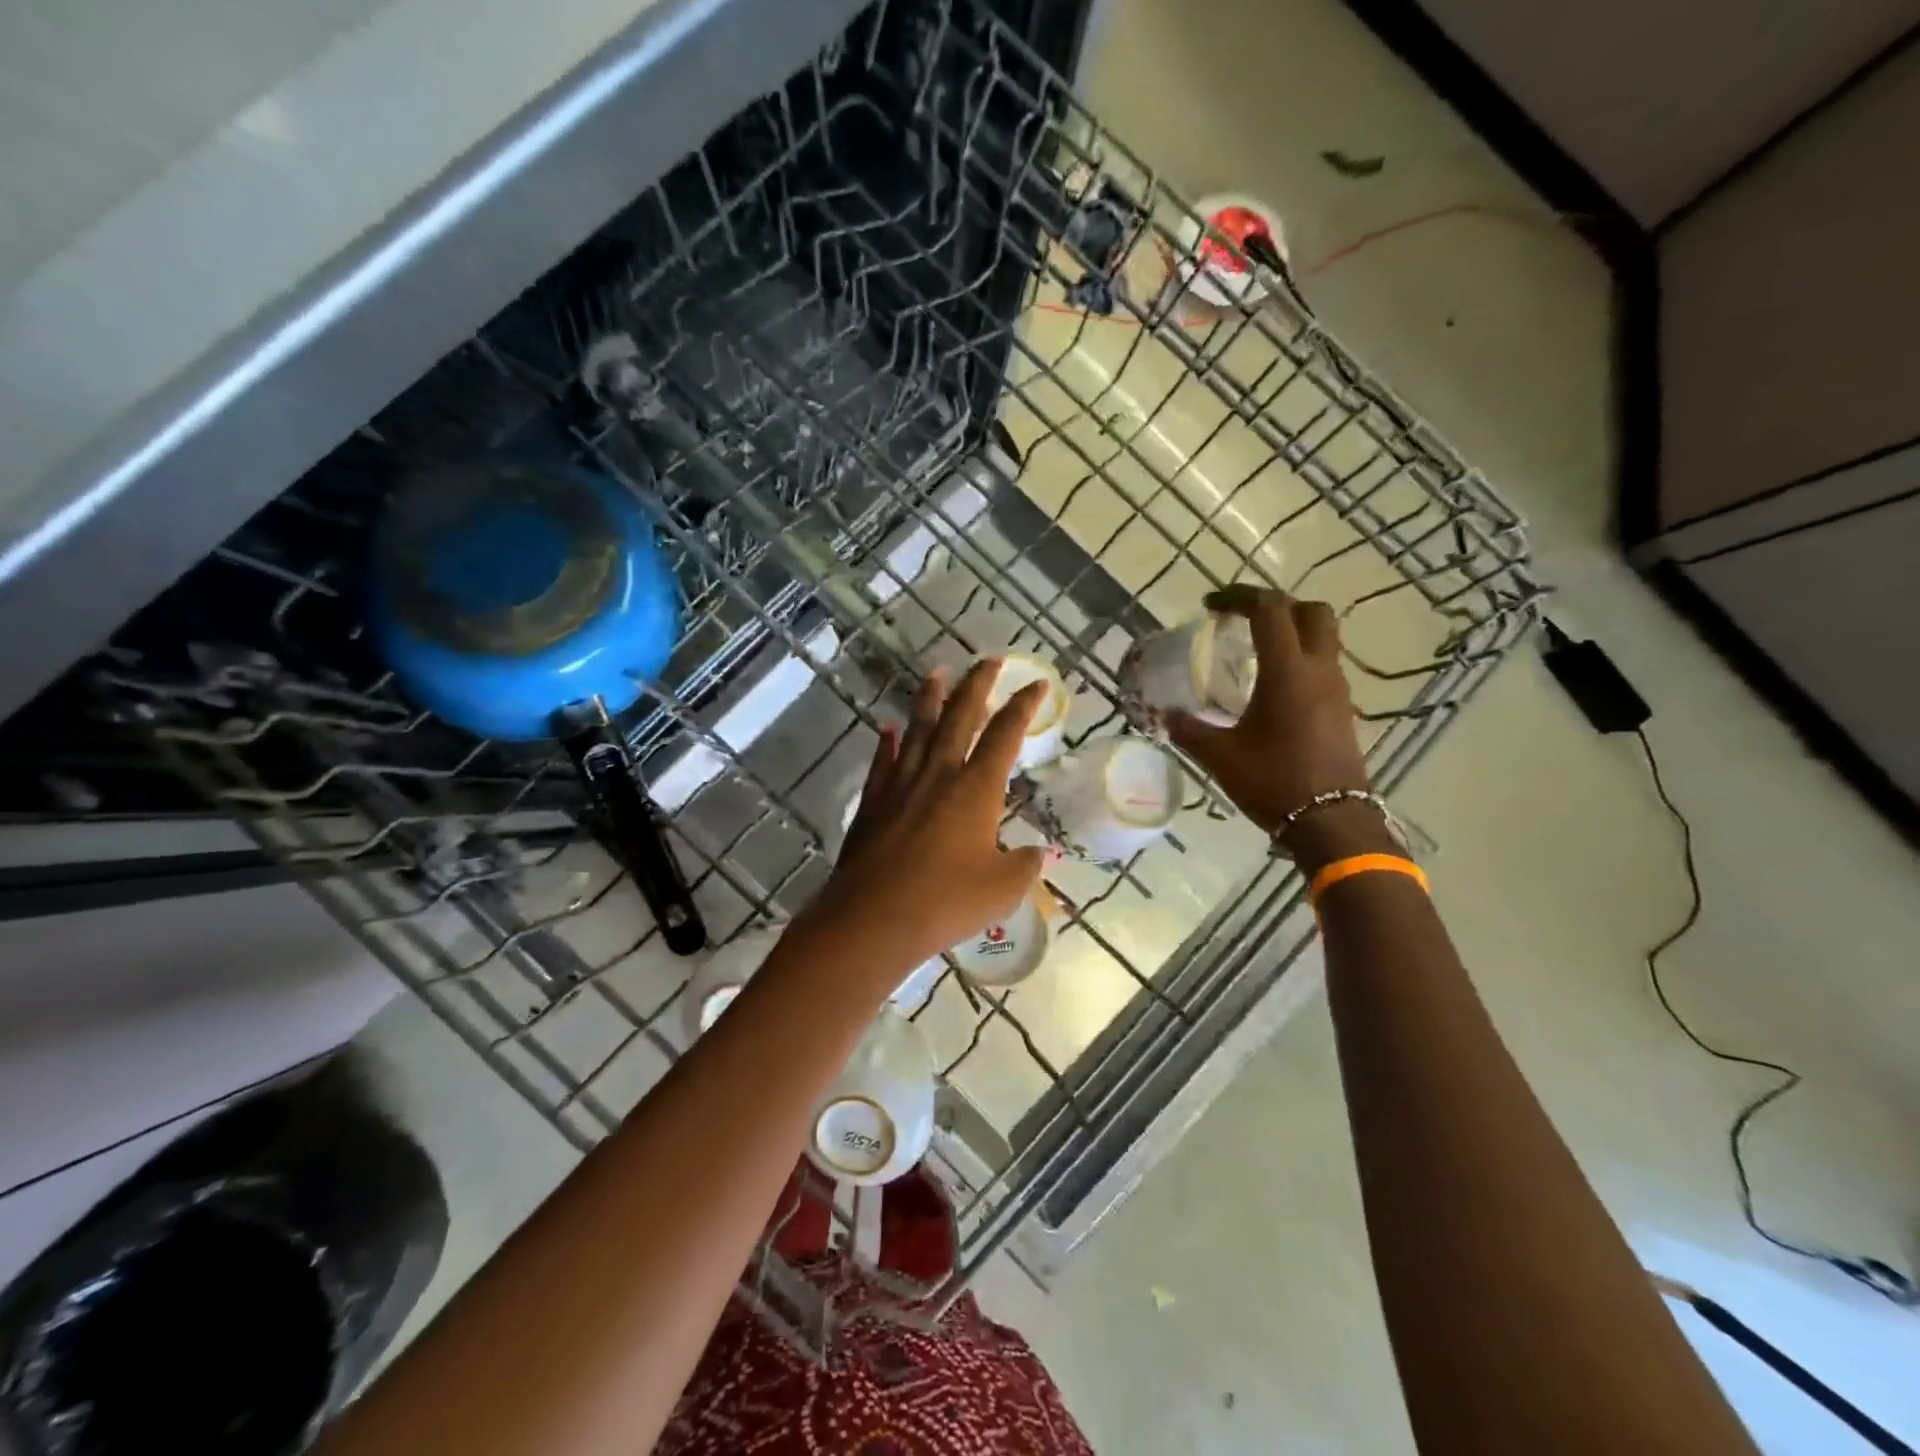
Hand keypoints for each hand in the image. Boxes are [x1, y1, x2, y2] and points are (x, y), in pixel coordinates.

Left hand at [803, 660, 1049, 977]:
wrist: (873, 919)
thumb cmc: (946, 901)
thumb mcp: (1002, 889)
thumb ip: (1025, 865)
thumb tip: (1041, 852)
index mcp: (976, 788)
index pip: (1005, 735)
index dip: (1023, 706)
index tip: (1036, 683)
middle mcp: (939, 774)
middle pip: (960, 717)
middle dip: (977, 685)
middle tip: (988, 660)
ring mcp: (901, 785)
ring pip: (918, 729)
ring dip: (929, 699)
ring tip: (937, 673)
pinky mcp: (873, 802)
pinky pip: (883, 762)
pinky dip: (887, 743)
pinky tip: (888, 728)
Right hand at [1165, 586, 1374, 851]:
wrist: (1331, 822)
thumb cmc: (1274, 782)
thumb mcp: (1220, 756)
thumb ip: (1189, 729)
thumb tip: (1164, 716)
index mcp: (1288, 671)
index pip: (1270, 609)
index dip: (1239, 597)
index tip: (1211, 606)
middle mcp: (1319, 670)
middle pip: (1311, 611)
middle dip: (1276, 606)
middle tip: (1243, 620)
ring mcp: (1337, 689)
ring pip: (1323, 637)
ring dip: (1291, 632)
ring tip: (1254, 651)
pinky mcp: (1343, 709)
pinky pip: (1324, 666)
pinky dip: (1300, 659)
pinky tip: (1273, 687)